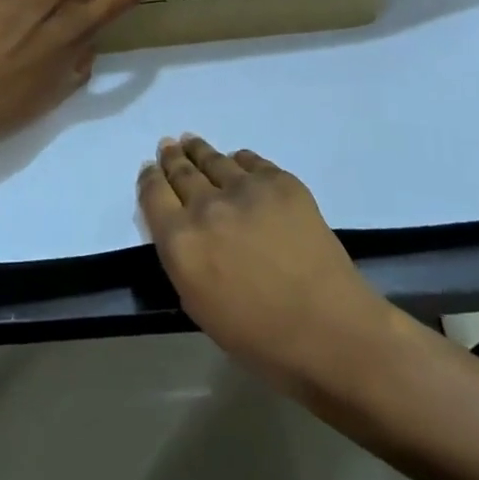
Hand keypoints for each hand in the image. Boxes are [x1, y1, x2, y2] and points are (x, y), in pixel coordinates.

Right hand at [139, 136, 384, 388]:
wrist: (329, 330)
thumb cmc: (259, 337)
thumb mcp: (199, 305)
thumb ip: (183, 259)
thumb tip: (182, 229)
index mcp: (180, 242)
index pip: (153, 194)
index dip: (149, 178)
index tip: (150, 169)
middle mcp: (206, 206)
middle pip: (181, 171)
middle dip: (172, 158)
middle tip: (168, 146)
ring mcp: (245, 189)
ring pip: (213, 160)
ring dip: (199, 150)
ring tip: (191, 142)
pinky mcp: (280, 182)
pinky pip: (251, 161)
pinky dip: (239, 160)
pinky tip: (237, 160)